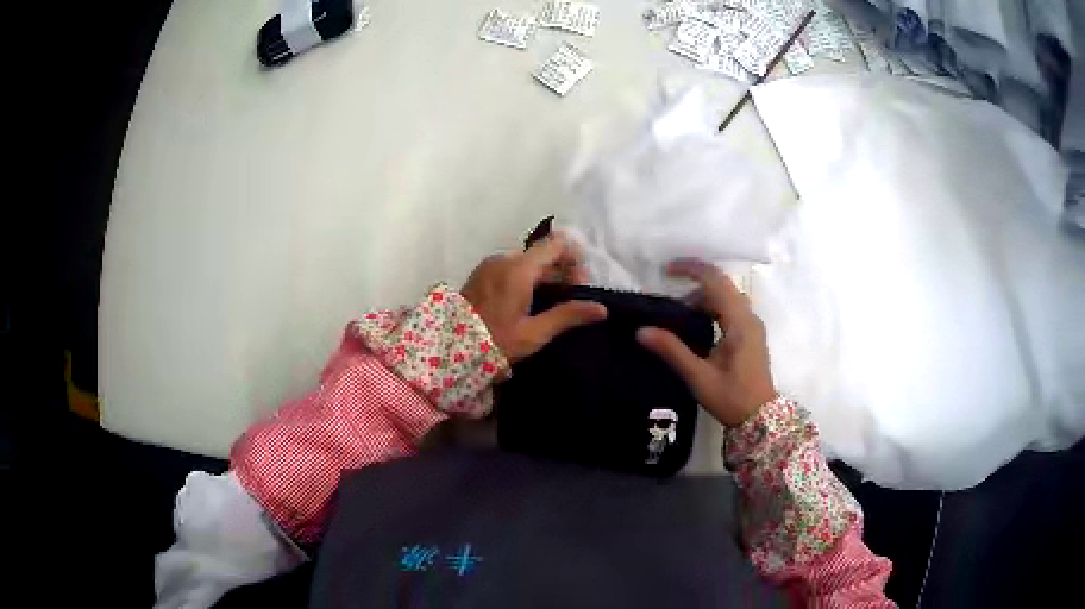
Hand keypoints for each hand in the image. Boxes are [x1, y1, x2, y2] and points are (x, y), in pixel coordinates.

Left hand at [461, 234, 607, 363]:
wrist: (448, 349)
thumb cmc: (495, 342)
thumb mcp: (534, 333)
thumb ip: (568, 315)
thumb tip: (601, 308)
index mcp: (519, 269)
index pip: (556, 244)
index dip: (574, 258)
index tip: (581, 282)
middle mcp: (505, 259)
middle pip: (542, 254)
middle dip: (561, 271)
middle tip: (572, 298)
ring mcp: (490, 265)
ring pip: (527, 261)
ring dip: (544, 276)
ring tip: (552, 303)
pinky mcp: (482, 273)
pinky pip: (512, 267)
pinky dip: (527, 277)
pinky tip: (530, 301)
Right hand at [637, 259, 776, 426]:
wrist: (760, 420)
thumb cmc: (731, 398)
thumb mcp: (699, 376)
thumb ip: (672, 351)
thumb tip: (641, 331)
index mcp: (739, 323)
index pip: (716, 281)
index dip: (692, 269)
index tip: (667, 269)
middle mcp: (749, 318)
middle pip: (722, 287)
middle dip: (695, 283)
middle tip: (668, 294)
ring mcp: (752, 327)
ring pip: (726, 299)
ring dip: (703, 298)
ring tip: (678, 315)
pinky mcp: (751, 336)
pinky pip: (731, 311)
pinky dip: (712, 309)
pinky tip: (696, 327)